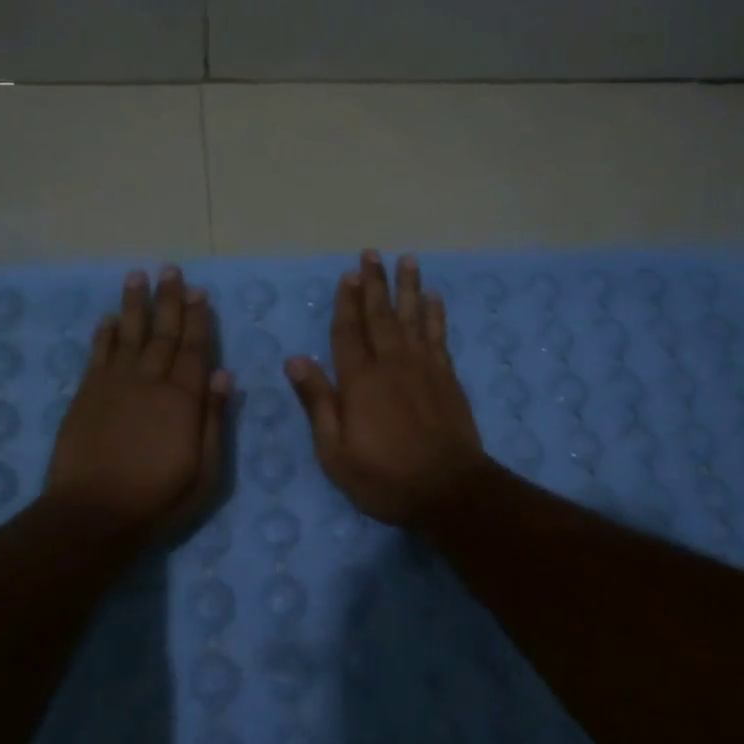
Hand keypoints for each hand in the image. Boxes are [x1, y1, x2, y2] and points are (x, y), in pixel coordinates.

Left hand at [45, 265, 230, 540]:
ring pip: (127, 334)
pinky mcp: (86, 395)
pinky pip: (97, 354)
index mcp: (183, 400)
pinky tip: (108, 318)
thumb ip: (214, 420)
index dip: (198, 319)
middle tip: (171, 270)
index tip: (200, 292)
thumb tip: (224, 374)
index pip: (194, 350)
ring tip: (138, 276)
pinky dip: (103, 334)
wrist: (93, 513)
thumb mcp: (206, 471)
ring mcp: (114, 385)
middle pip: (163, 334)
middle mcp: (149, 382)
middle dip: (169, 301)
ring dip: (134, 305)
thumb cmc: (158, 498)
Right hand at [286, 250, 489, 524]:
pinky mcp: (447, 379)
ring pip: (414, 318)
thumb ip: (318, 402)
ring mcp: (424, 369)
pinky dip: (436, 316)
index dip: (346, 302)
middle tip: (372, 253)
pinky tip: (435, 300)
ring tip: (408, 261)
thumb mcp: (335, 450)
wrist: (448, 489)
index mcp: (359, 381)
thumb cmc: (384, 476)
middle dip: (375, 283)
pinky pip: (439, 337)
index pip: (348, 332)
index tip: (348, 274)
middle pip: (381, 315)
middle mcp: (391, 364)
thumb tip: (295, 360)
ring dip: (409, 288)